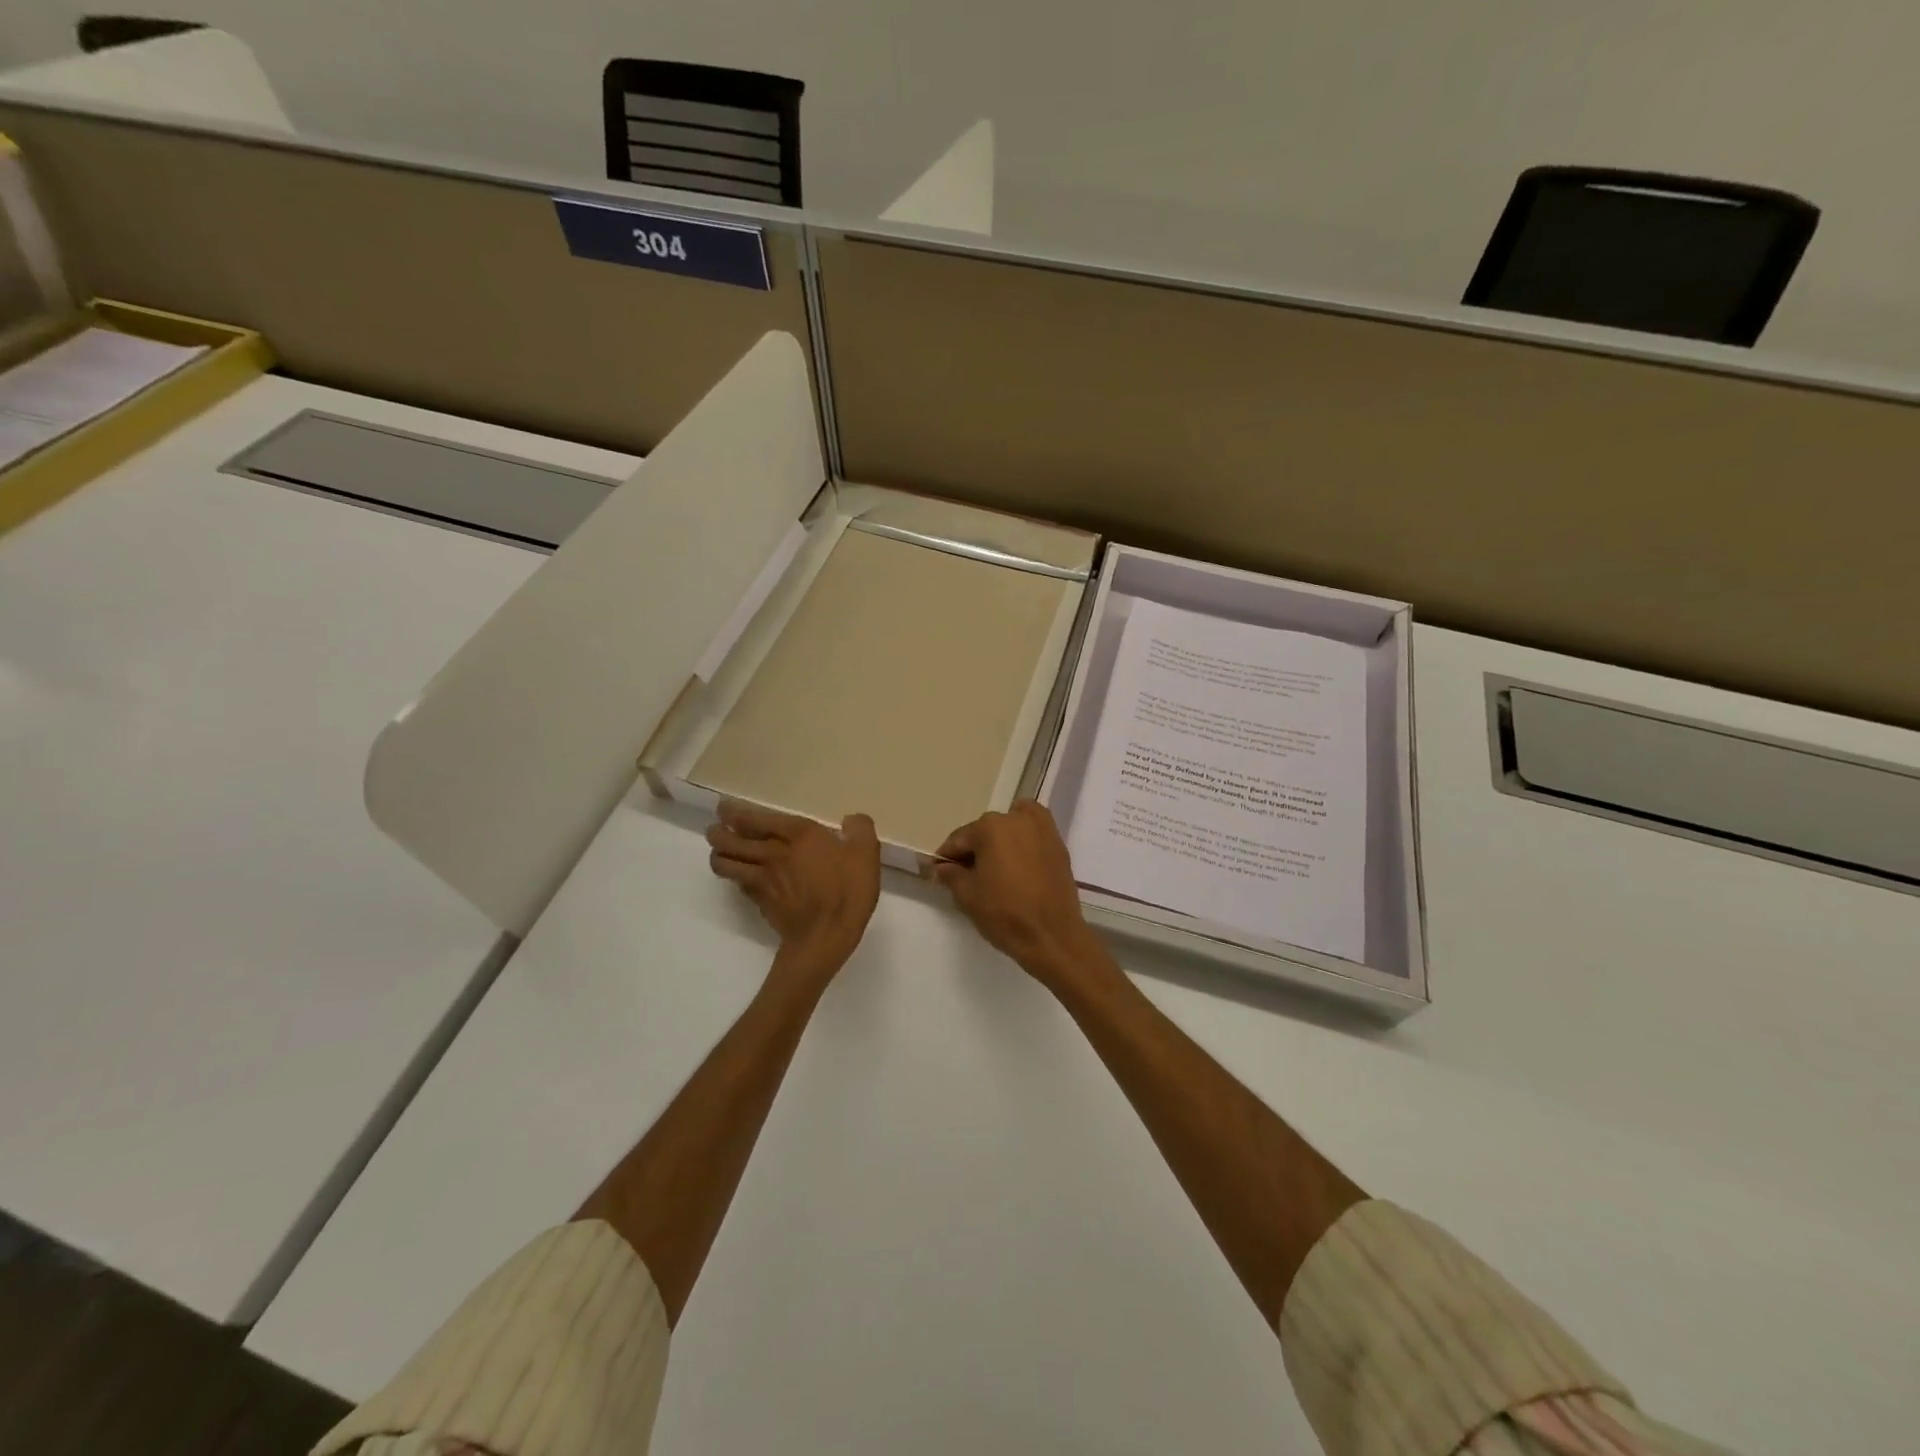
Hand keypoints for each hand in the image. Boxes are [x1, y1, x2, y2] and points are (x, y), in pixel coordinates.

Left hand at [707, 800, 880, 971]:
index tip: (724, 808)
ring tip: (722, 852)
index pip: (753, 819)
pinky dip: (735, 879)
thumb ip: (860, 829)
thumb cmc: (847, 890)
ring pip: (726, 864)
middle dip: (717, 833)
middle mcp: (772, 853)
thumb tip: (852, 821)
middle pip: (729, 841)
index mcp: (796, 834)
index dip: (733, 812)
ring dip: (718, 856)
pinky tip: (742, 879)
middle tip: (716, 830)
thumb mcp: (865, 853)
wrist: (826, 937)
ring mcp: (762, 880)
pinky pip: (739, 885)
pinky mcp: (761, 902)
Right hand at [931, 801, 1107, 989]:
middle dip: (974, 849)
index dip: (946, 857)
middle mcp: (1017, 819)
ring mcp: (1042, 829)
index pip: (959, 839)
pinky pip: (1034, 833)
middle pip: (985, 830)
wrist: (1053, 936)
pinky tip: (1018, 862)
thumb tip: (941, 867)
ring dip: (1000, 839)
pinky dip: (1023, 840)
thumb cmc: (1005, 914)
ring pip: (1011, 826)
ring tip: (996, 867)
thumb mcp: (968, 896)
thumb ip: (951, 875)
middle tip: (967, 875)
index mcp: (990, 827)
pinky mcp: (1058, 844)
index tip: (939, 872)